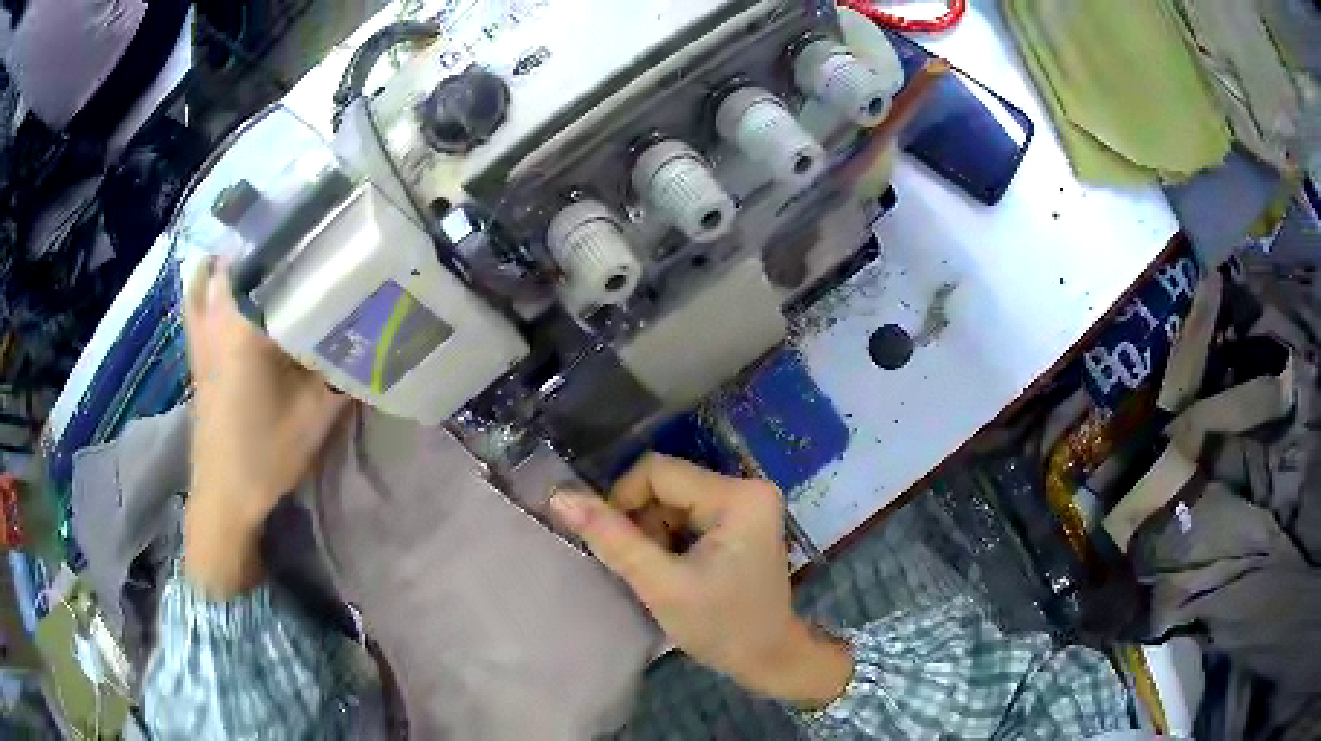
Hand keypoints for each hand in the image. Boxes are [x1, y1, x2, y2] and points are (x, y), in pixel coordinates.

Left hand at [184, 258, 348, 595]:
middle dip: (270, 238)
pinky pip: (199, 297)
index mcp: (245, 325)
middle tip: (306, 236)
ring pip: (214, 271)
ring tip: (271, 249)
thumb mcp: (315, 416)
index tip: (326, 221)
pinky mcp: (196, 349)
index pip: (269, 259)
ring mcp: (201, 332)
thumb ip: (344, 371)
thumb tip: (374, 337)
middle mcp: (217, 317)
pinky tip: (230, 282)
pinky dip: (212, 279)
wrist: (223, 496)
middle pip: (240, 255)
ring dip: (239, 255)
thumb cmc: (265, 455)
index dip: (296, 233)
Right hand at [550, 455, 851, 707]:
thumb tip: (560, 497)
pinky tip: (673, 568)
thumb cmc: (721, 627)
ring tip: (657, 571)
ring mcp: (747, 503)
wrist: (768, 659)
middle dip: (641, 521)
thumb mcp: (661, 585)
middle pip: (666, 484)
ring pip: (673, 499)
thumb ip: (612, 539)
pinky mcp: (741, 520)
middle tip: (638, 565)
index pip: (657, 471)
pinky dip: (669, 537)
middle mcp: (748, 487)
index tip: (610, 543)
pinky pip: (688, 513)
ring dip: (652, 531)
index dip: (621, 501)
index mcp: (739, 495)